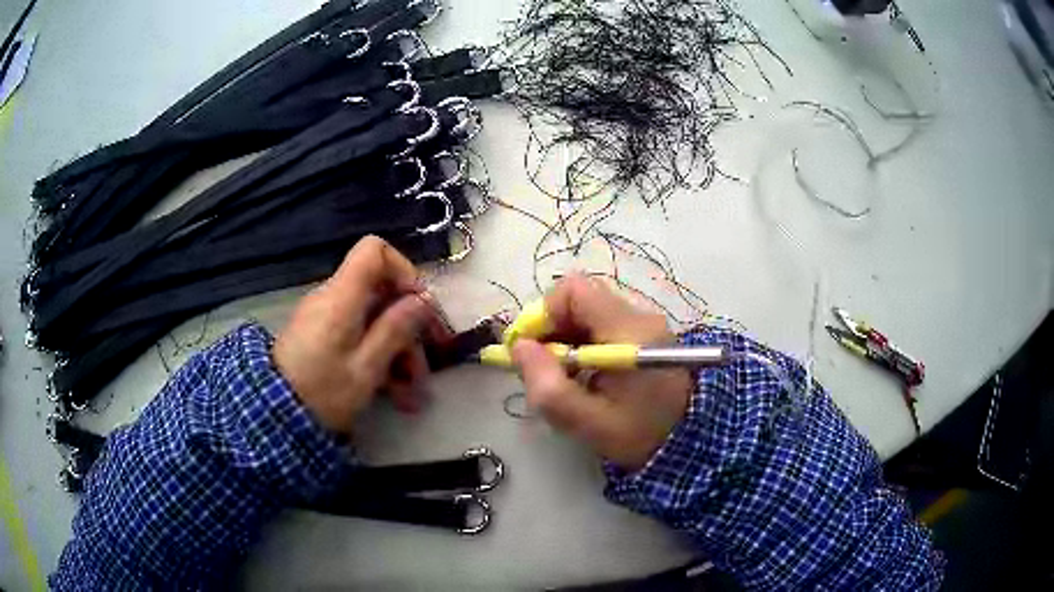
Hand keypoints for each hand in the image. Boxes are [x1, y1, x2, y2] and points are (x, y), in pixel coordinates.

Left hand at [272, 236, 446, 434]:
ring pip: (373, 320)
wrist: (274, 415)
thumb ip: (395, 329)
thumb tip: (422, 300)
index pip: (374, 250)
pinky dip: (379, 359)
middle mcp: (333, 298)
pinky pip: (358, 335)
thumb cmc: (322, 391)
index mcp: (342, 296)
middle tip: (427, 365)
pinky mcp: (322, 337)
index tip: (419, 306)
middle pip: (380, 293)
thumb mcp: (365, 368)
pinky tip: (395, 394)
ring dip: (398, 353)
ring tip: (412, 394)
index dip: (403, 270)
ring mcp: (326, 318)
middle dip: (409, 328)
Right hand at [511, 275, 692, 470]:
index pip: (575, 291)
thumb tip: (519, 347)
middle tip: (542, 367)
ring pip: (589, 313)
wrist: (690, 444)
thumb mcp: (588, 422)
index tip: (530, 350)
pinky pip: (602, 325)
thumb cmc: (640, 436)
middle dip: (552, 329)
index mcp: (630, 331)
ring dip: (566, 339)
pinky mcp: (645, 336)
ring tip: (564, 377)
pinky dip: (583, 344)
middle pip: (580, 300)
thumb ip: (549, 387)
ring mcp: (645, 325)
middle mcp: (640, 317)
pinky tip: (584, 375)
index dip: (543, 314)